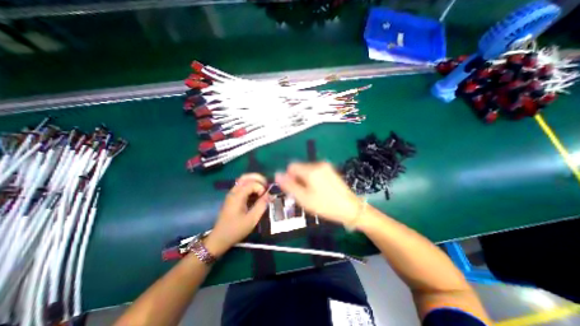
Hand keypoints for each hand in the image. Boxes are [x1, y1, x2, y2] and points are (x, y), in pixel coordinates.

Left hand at [205, 174, 268, 256]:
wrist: (219, 238)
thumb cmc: (236, 230)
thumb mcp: (252, 219)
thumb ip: (261, 205)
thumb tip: (269, 195)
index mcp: (237, 196)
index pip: (251, 183)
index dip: (260, 187)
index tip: (265, 197)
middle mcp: (233, 192)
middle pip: (245, 177)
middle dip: (258, 178)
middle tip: (266, 184)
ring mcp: (232, 194)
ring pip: (243, 180)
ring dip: (254, 181)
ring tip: (263, 187)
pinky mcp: (232, 198)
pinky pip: (242, 186)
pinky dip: (250, 186)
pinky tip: (256, 193)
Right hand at [274, 162, 360, 224]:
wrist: (350, 208)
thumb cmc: (325, 205)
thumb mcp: (304, 198)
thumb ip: (289, 185)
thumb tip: (277, 174)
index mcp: (311, 170)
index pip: (291, 166)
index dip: (289, 178)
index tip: (295, 190)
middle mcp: (318, 164)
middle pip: (299, 168)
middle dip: (298, 179)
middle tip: (304, 194)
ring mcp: (326, 166)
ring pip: (307, 170)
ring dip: (305, 180)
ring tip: (312, 193)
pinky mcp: (330, 170)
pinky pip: (315, 172)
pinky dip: (313, 179)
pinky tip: (319, 190)